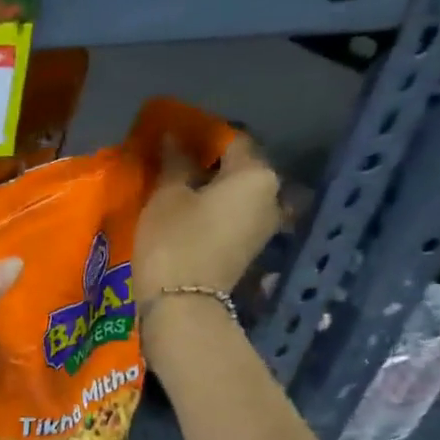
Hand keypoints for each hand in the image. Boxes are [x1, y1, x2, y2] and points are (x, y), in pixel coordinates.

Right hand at [134, 135, 282, 311]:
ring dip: (211, 187)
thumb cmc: (174, 240)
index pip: (232, 140)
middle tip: (174, 160)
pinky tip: (187, 211)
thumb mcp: (167, 195)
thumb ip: (174, 162)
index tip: (175, 134)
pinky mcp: (249, 249)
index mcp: (257, 176)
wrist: (183, 305)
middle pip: (239, 168)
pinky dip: (214, 208)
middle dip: (209, 162)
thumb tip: (174, 138)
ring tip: (177, 186)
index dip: (202, 134)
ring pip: (236, 194)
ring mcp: (264, 226)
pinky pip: (233, 216)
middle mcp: (272, 197)